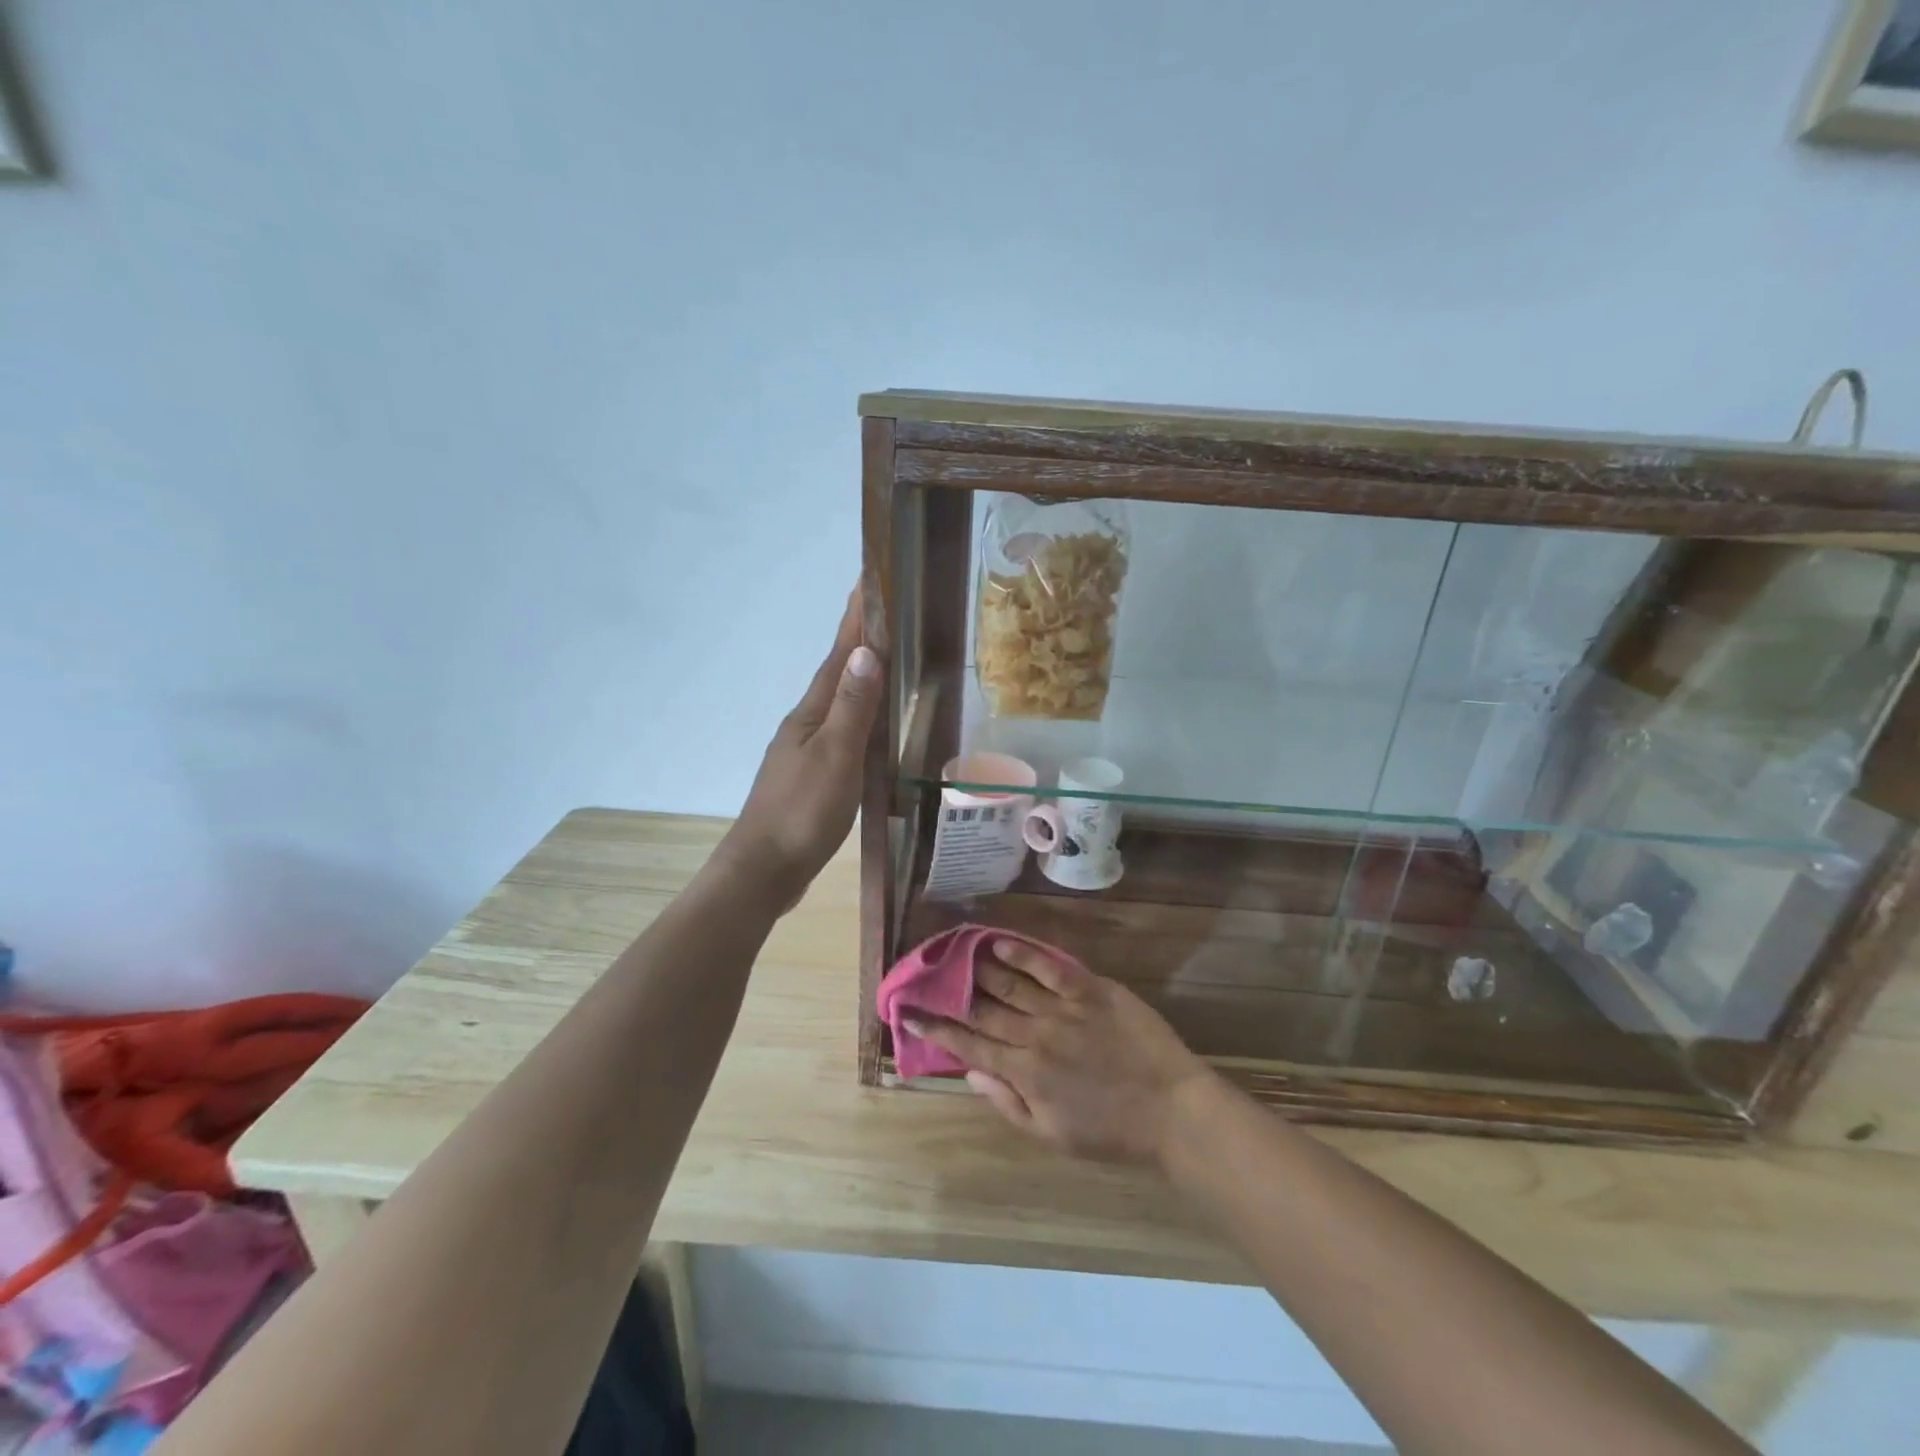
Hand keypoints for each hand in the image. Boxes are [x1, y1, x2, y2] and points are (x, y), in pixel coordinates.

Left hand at [721, 587, 881, 908]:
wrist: (764, 870)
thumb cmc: (802, 813)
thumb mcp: (835, 758)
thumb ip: (853, 708)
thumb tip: (866, 651)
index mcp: (812, 714)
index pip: (838, 656)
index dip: (854, 620)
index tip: (866, 580)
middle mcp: (806, 724)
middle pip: (837, 673)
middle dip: (859, 640)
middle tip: (885, 612)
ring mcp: (805, 751)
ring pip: (839, 703)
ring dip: (858, 676)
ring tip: (885, 658)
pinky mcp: (810, 776)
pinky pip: (841, 731)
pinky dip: (858, 716)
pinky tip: (870, 726)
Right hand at [908, 939, 1213, 1164]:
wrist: (1172, 1110)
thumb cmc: (1112, 1132)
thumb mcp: (1052, 1136)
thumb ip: (1008, 1103)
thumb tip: (971, 1071)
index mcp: (1024, 1073)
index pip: (969, 1045)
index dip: (937, 1030)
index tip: (911, 1014)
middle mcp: (1035, 1035)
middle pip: (983, 1009)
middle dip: (950, 993)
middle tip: (927, 976)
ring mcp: (1063, 1008)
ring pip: (1010, 983)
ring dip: (980, 967)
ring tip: (957, 953)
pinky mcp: (1091, 989)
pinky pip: (1050, 966)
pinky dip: (1023, 954)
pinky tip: (1001, 942)